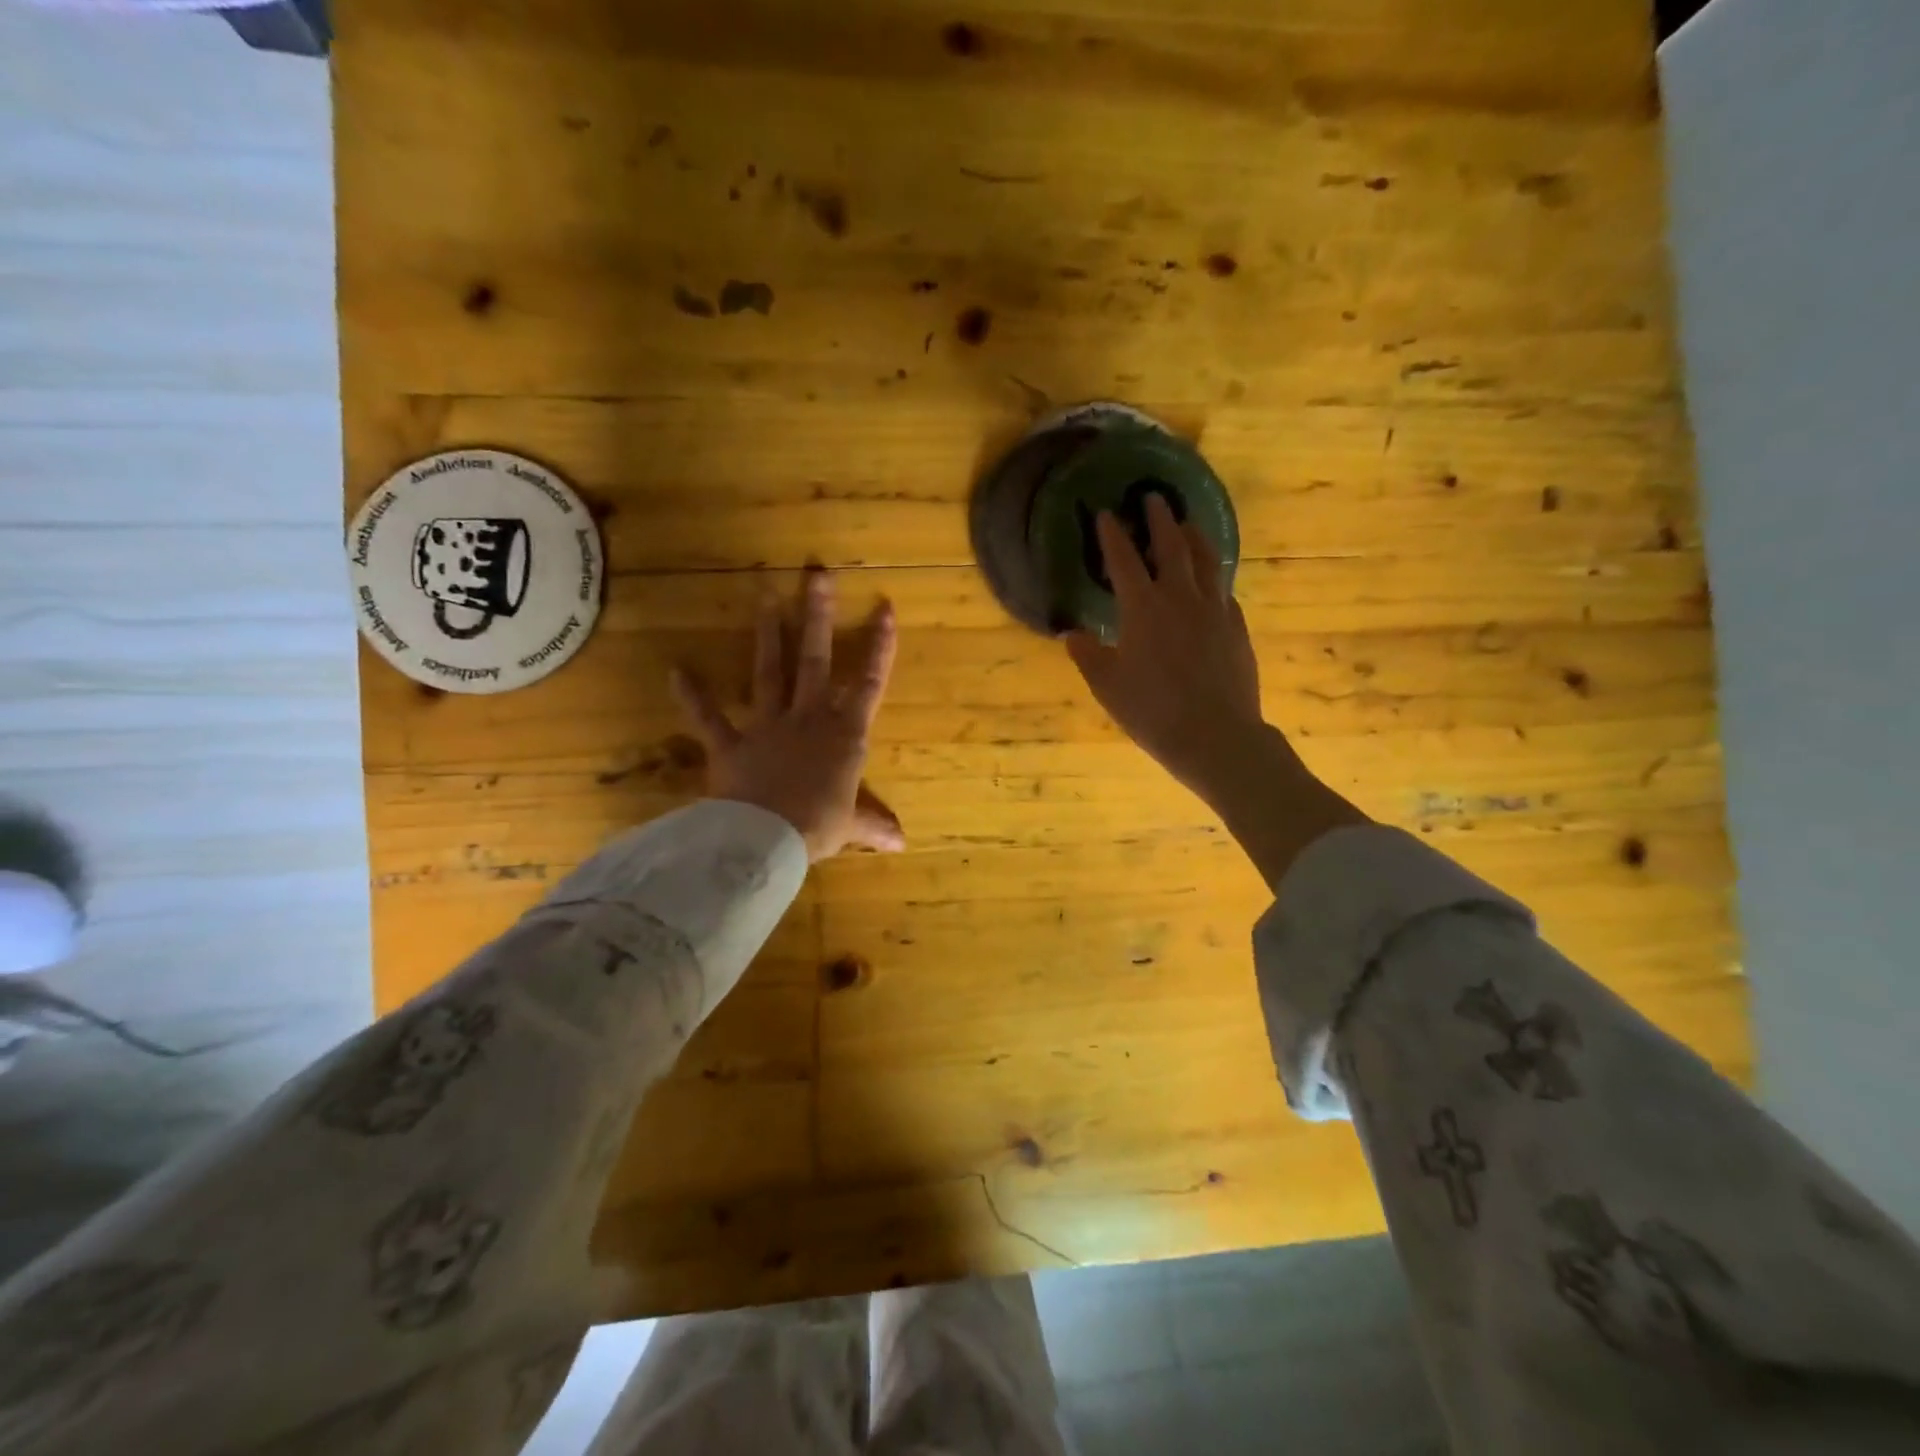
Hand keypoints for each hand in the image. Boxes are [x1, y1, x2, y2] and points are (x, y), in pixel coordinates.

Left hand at [670, 571, 904, 862]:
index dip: (879, 645)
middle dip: (818, 616)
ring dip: (768, 634)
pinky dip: (692, 696)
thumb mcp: (850, 825)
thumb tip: (902, 844)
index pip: (869, 682)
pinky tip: (676, 671)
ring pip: (769, 673)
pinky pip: (708, 717)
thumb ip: (873, 825)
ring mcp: (767, 727)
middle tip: (816, 573)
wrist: (766, 840)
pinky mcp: (729, 744)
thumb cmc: (818, 827)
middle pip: (815, 660)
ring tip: (765, 595)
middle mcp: (808, 719)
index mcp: (844, 735)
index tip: (883, 607)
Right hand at [1063, 496, 1265, 800]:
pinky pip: (1224, 591)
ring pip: (1207, 561)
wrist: (1215, 736)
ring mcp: (1214, 611)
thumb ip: (1088, 655)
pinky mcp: (1236, 628)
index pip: (1123, 561)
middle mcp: (1180, 598)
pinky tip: (1213, 582)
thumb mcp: (1108, 686)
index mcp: (1142, 608)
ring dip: (1195, 537)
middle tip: (1154, 498)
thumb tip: (1070, 634)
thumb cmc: (1152, 711)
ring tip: (1189, 524)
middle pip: (1171, 547)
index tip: (1106, 513)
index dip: (1112, 535)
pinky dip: (1215, 577)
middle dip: (1159, 519)